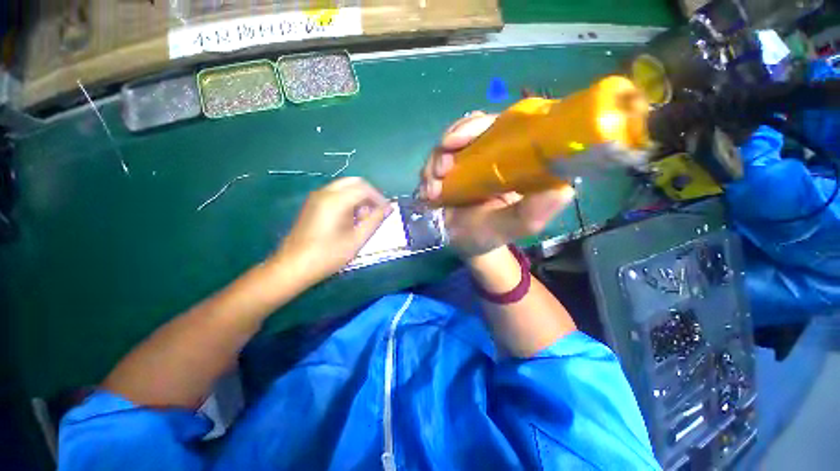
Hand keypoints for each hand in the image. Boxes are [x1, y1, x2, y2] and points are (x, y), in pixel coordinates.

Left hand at [275, 177, 391, 284]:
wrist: (293, 266)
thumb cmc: (328, 255)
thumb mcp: (357, 239)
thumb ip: (374, 220)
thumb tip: (389, 208)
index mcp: (336, 200)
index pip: (364, 188)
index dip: (379, 198)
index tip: (387, 211)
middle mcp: (325, 193)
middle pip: (354, 183)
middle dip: (369, 195)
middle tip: (377, 211)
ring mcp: (316, 197)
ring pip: (345, 187)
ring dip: (358, 197)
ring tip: (363, 218)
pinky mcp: (312, 204)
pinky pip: (335, 193)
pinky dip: (348, 200)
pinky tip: (350, 218)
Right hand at [419, 112, 574, 257]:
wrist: (463, 244)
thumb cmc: (492, 234)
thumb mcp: (516, 226)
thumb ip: (535, 211)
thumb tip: (563, 186)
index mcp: (514, 158)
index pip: (503, 124)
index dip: (479, 125)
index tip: (458, 140)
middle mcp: (491, 153)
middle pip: (471, 127)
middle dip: (451, 143)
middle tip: (441, 170)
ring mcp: (467, 159)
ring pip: (448, 143)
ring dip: (435, 163)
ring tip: (432, 190)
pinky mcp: (449, 169)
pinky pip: (435, 160)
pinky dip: (428, 174)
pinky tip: (428, 193)